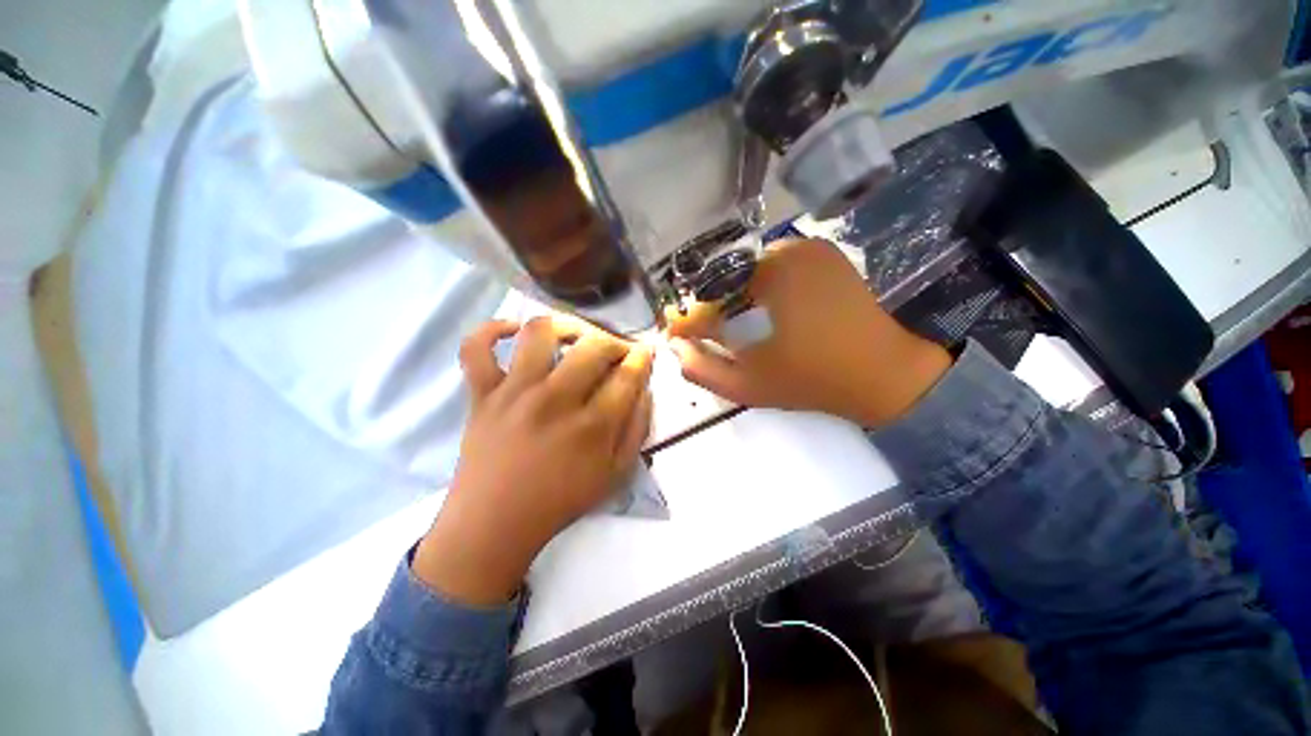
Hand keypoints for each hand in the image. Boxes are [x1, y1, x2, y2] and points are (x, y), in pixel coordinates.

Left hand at [414, 316, 654, 604]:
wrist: (494, 523)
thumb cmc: (560, 501)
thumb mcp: (615, 474)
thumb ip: (637, 430)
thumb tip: (644, 391)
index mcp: (592, 425)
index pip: (628, 375)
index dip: (643, 358)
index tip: (646, 352)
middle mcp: (555, 400)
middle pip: (593, 347)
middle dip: (615, 341)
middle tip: (616, 351)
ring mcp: (514, 393)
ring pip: (540, 333)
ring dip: (565, 326)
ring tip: (575, 336)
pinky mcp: (481, 394)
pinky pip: (476, 349)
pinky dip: (490, 331)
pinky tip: (512, 331)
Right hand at [667, 239, 950, 427]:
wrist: (883, 373)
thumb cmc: (812, 381)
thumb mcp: (747, 385)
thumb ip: (701, 369)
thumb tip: (674, 346)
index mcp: (768, 277)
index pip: (709, 294)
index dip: (689, 319)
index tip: (677, 337)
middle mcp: (785, 250)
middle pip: (726, 276)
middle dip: (711, 306)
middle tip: (707, 335)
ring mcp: (807, 247)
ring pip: (747, 269)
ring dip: (734, 295)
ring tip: (734, 325)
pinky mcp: (822, 253)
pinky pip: (772, 265)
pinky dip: (759, 285)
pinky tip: (763, 311)